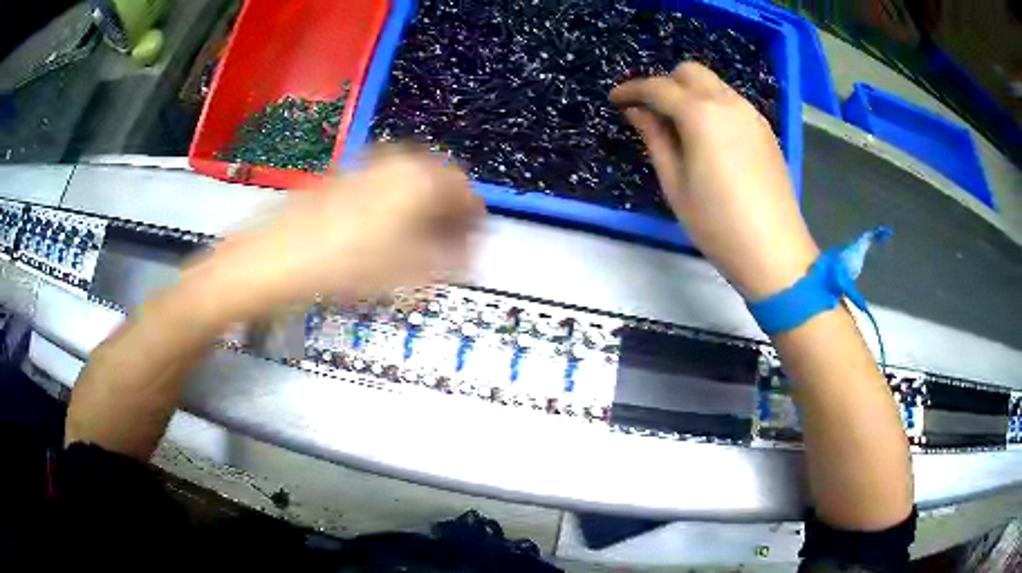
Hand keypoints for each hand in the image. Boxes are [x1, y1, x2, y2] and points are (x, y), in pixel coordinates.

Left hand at [186, 150, 484, 319]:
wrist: (271, 259)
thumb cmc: (341, 266)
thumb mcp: (407, 270)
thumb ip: (450, 259)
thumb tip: (469, 254)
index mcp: (418, 177)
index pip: (466, 191)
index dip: (475, 220)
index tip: (475, 244)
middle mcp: (394, 161)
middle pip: (438, 181)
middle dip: (448, 213)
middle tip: (448, 245)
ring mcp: (364, 165)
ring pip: (408, 182)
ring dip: (421, 209)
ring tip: (416, 244)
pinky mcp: (341, 176)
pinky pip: (382, 185)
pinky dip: (394, 205)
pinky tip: (382, 234)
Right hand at [611, 62, 819, 299]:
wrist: (773, 251)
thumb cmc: (717, 224)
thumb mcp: (675, 183)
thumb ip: (654, 138)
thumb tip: (638, 111)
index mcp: (701, 114)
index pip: (658, 87)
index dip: (632, 90)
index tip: (615, 100)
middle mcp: (728, 103)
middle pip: (690, 72)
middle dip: (665, 84)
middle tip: (651, 112)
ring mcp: (751, 115)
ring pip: (713, 85)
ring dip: (690, 94)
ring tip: (680, 128)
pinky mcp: (765, 130)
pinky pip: (732, 103)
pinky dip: (712, 107)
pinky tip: (709, 139)